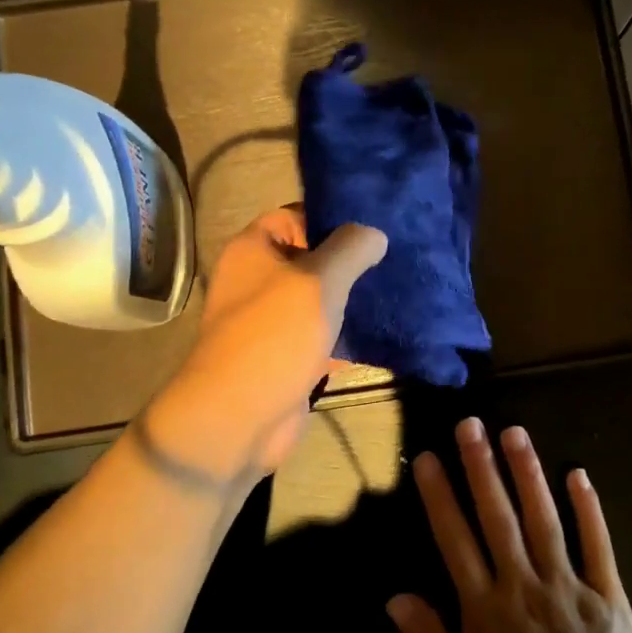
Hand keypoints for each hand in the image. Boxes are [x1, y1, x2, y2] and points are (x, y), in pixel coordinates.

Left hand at [141, 207, 386, 489]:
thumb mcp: (319, 280)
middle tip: (392, 258)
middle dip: (347, 260)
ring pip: (316, 298)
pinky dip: (343, 333)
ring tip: (392, 289)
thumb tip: (374, 233)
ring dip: (348, 298)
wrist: (239, 417)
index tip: (372, 226)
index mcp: (253, 250)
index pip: (294, 215)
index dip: (331, 218)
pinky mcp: (284, 355)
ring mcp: (269, 320)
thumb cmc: (275, 335)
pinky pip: (318, 334)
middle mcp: (256, 279)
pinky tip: (379, 330)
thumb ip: (350, 249)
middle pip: (309, 257)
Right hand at [388, 418, 631, 632]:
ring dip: (528, 473)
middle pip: (498, 517)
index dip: (440, 496)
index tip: (430, 457)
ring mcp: (568, 587)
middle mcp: (523, 585)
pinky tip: (578, 474)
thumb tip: (395, 596)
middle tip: (470, 424)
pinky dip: (588, 509)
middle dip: (481, 468)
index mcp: (485, 610)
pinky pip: (597, 546)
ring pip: (544, 519)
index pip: (456, 540)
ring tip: (514, 432)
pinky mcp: (608, 597)